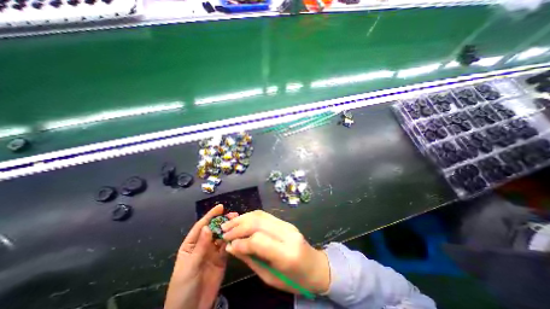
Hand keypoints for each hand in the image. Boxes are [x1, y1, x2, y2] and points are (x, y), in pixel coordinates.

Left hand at [165, 205, 238, 308]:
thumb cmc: (183, 288)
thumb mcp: (190, 266)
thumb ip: (201, 247)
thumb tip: (208, 227)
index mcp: (191, 245)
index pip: (201, 226)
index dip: (210, 216)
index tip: (220, 207)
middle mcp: (203, 246)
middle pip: (214, 230)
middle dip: (223, 221)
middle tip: (234, 215)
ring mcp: (213, 252)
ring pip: (222, 237)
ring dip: (229, 229)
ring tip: (239, 223)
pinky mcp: (221, 259)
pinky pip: (227, 247)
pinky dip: (232, 241)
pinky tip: (238, 236)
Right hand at [221, 211, 329, 295]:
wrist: (315, 266)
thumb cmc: (294, 280)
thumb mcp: (271, 278)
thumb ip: (251, 260)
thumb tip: (232, 247)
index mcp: (287, 254)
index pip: (259, 241)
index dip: (241, 242)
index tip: (228, 244)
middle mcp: (288, 234)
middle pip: (258, 223)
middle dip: (238, 226)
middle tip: (224, 231)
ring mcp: (287, 225)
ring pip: (261, 215)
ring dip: (243, 218)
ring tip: (229, 223)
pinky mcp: (286, 221)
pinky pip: (265, 215)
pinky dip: (251, 216)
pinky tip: (242, 220)